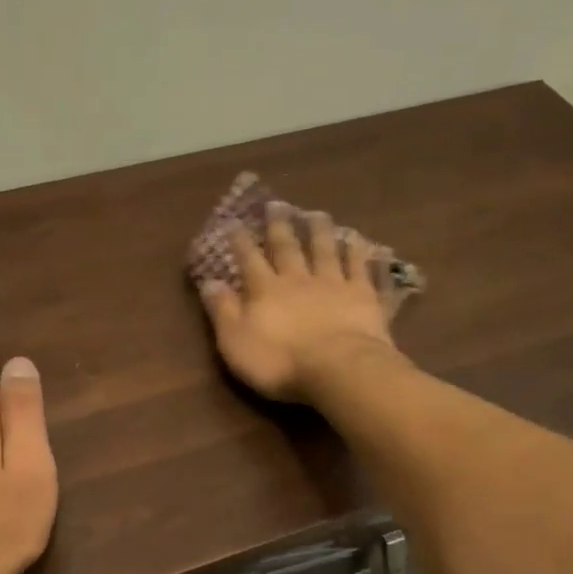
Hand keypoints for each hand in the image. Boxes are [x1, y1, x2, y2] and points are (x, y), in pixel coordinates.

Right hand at [198, 202, 400, 402]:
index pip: (249, 259)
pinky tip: (358, 240)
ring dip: (319, 231)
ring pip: (324, 250)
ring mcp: (333, 284)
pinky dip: (358, 252)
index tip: (234, 222)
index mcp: (265, 290)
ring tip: (316, 213)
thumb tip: (209, 282)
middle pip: (287, 247)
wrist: (338, 368)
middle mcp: (297, 279)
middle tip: (277, 204)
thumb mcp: (236, 341)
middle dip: (279, 226)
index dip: (240, 241)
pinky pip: (359, 268)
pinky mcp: (363, 295)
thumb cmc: (280, 361)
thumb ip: (223, 310)